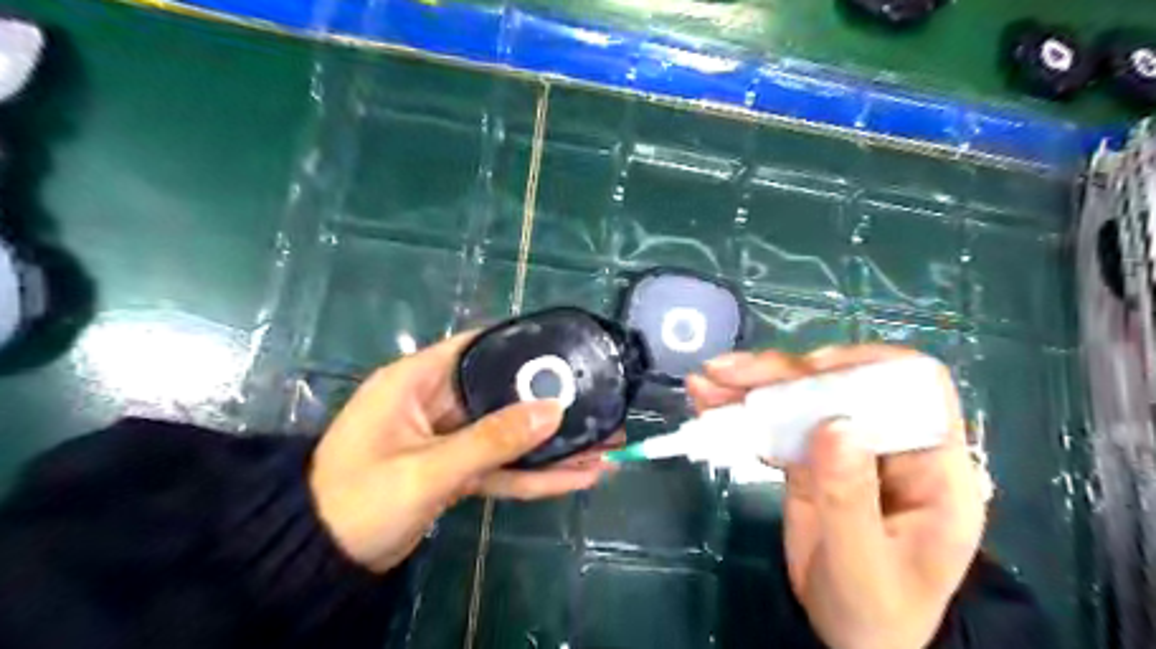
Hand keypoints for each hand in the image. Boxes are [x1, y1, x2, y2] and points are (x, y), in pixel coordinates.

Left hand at [308, 335, 613, 573]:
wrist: (321, 562)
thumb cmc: (359, 500)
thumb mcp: (426, 470)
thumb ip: (490, 441)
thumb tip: (553, 410)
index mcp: (417, 380)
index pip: (477, 347)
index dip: (521, 345)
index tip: (567, 351)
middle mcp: (436, 402)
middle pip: (503, 394)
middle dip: (551, 405)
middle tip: (600, 407)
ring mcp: (449, 439)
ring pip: (509, 434)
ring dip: (551, 445)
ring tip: (604, 447)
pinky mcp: (456, 470)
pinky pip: (501, 466)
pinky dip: (535, 474)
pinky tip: (576, 477)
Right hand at [684, 348, 983, 648]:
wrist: (855, 640)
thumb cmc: (876, 614)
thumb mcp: (864, 566)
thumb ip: (850, 498)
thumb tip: (834, 423)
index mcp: (932, 467)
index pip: (915, 386)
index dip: (866, 367)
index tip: (810, 374)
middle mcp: (889, 443)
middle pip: (842, 382)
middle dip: (783, 372)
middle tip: (730, 374)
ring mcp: (845, 448)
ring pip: (801, 397)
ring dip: (751, 385)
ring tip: (706, 382)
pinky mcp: (810, 457)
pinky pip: (775, 423)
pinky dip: (740, 409)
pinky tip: (708, 400)